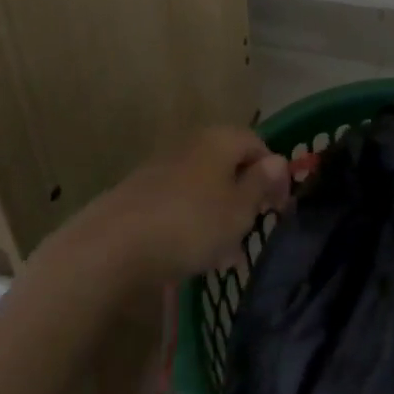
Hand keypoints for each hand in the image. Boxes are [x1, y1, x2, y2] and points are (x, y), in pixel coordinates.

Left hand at [95, 125, 292, 284]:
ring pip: (204, 186)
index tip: (279, 209)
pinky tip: (193, 254)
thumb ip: (260, 184)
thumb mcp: (238, 210)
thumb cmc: (190, 223)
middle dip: (244, 196)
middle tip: (252, 230)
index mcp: (220, 139)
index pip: (258, 145)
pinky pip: (180, 201)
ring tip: (225, 254)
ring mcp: (163, 166)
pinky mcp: (141, 192)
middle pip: (228, 164)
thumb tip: (278, 161)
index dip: (274, 175)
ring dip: (219, 213)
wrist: (114, 245)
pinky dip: (193, 221)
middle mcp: (192, 143)